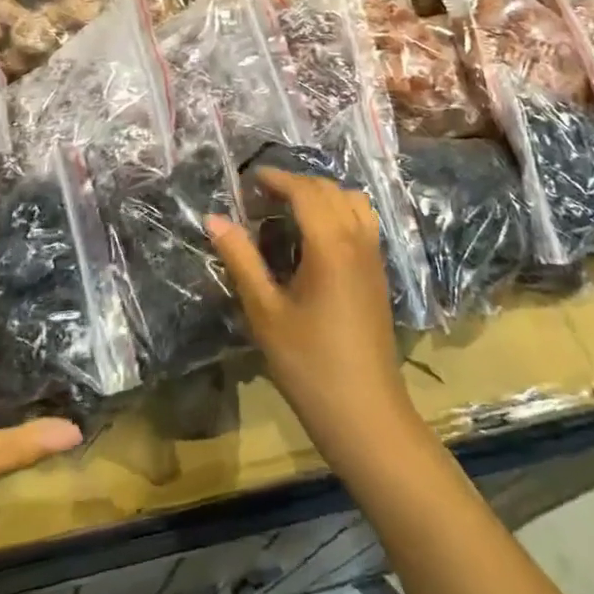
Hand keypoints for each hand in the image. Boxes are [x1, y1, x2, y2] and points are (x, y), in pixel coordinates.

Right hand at [206, 170, 414, 465]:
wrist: (366, 415)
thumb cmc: (309, 364)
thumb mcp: (265, 312)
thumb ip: (240, 259)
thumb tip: (214, 218)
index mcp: (330, 244)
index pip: (304, 190)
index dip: (276, 178)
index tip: (248, 180)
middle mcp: (357, 239)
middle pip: (329, 189)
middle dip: (295, 184)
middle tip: (261, 198)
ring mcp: (373, 256)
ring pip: (352, 202)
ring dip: (321, 196)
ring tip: (289, 213)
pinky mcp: (379, 274)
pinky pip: (362, 222)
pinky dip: (338, 212)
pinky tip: (315, 240)